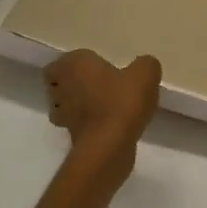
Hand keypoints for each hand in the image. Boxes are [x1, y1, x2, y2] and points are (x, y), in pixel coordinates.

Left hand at [45, 50, 160, 166]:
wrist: (109, 146)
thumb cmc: (121, 101)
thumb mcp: (145, 74)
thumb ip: (145, 65)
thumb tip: (142, 66)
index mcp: (73, 64)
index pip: (62, 61)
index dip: (75, 64)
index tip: (94, 67)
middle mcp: (61, 87)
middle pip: (61, 83)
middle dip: (76, 84)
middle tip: (101, 84)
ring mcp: (62, 114)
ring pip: (67, 105)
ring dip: (81, 105)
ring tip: (107, 105)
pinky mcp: (71, 137)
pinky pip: (79, 124)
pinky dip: (90, 124)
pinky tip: (112, 124)